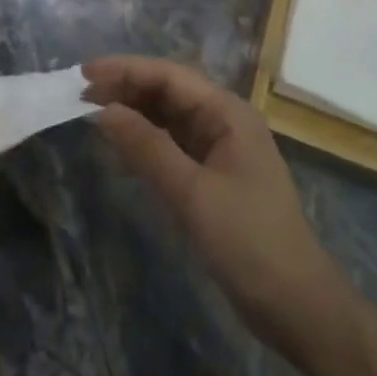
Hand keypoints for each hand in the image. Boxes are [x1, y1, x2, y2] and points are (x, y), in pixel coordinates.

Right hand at [85, 56, 342, 356]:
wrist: (297, 306)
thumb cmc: (248, 242)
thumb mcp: (192, 193)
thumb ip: (146, 147)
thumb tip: (102, 110)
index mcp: (228, 113)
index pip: (169, 75)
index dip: (125, 69)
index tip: (83, 74)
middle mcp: (224, 122)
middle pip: (168, 91)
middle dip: (125, 88)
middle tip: (79, 95)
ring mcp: (220, 149)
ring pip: (168, 117)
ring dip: (133, 111)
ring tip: (91, 112)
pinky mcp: (213, 176)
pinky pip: (172, 144)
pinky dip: (145, 139)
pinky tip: (120, 143)